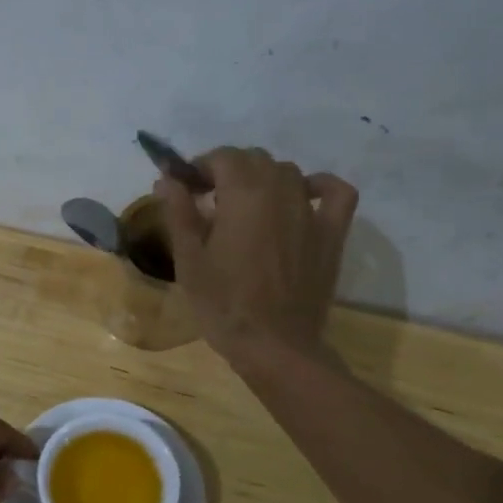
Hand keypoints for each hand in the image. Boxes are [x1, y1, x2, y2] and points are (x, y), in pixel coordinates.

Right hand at [154, 148, 358, 363]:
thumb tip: (167, 178)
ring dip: (264, 179)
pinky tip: (302, 198)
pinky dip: (319, 186)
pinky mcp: (332, 233)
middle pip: (254, 159)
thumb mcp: (188, 260)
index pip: (222, 157)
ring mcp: (311, 210)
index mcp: (243, 194)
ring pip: (288, 172)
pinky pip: (334, 193)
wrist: (274, 344)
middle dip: (229, 171)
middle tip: (208, 200)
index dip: (200, 167)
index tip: (185, 188)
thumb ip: (179, 212)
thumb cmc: (223, 304)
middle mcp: (281, 190)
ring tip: (246, 206)